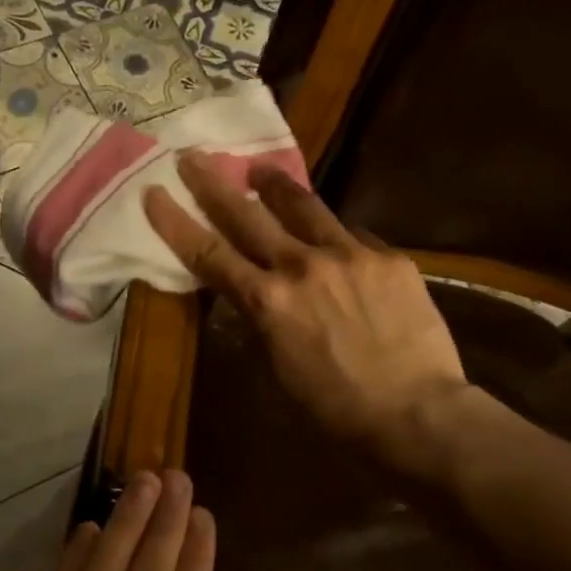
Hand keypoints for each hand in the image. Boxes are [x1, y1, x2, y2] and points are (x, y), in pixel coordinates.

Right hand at [144, 151, 469, 464]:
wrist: (417, 414)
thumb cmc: (335, 409)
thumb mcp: (278, 370)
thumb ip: (260, 323)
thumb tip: (250, 298)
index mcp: (267, 301)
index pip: (208, 253)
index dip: (175, 222)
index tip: (153, 192)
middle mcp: (301, 266)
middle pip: (246, 215)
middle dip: (213, 183)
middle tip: (193, 157)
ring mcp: (349, 255)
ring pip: (303, 206)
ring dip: (274, 186)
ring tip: (260, 170)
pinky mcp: (389, 258)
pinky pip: (353, 235)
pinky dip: (333, 235)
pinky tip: (334, 241)